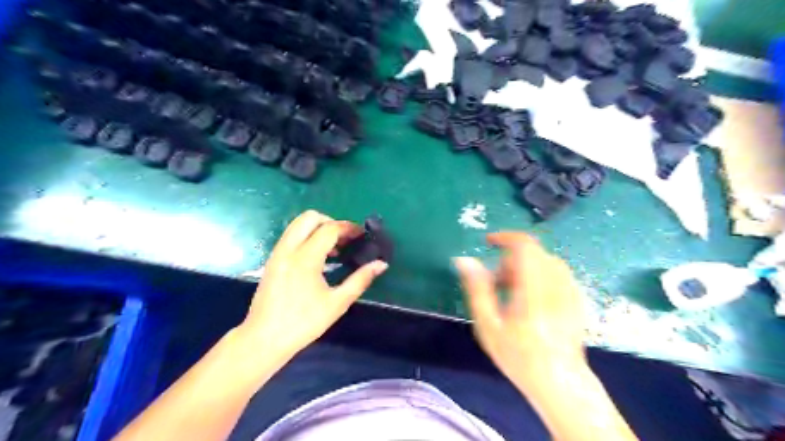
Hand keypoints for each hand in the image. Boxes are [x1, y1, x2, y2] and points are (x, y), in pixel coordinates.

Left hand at [236, 211, 388, 360]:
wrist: (264, 339)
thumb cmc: (303, 323)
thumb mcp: (337, 303)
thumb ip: (360, 280)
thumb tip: (381, 264)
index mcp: (305, 258)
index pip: (329, 229)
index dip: (349, 228)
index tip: (362, 235)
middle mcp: (289, 249)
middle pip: (310, 217)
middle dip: (331, 222)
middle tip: (345, 239)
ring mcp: (277, 253)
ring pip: (297, 224)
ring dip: (318, 228)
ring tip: (333, 249)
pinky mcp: (272, 260)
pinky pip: (291, 236)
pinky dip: (306, 237)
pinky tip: (318, 258)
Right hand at [455, 233, 580, 390]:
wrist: (561, 382)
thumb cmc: (519, 357)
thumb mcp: (488, 326)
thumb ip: (477, 289)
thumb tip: (464, 260)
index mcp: (533, 289)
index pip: (525, 246)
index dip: (505, 238)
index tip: (488, 243)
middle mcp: (556, 284)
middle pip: (532, 253)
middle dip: (510, 260)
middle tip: (496, 284)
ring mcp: (570, 291)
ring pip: (545, 261)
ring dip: (524, 267)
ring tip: (512, 293)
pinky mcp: (577, 298)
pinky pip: (556, 273)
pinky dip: (539, 275)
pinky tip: (531, 299)